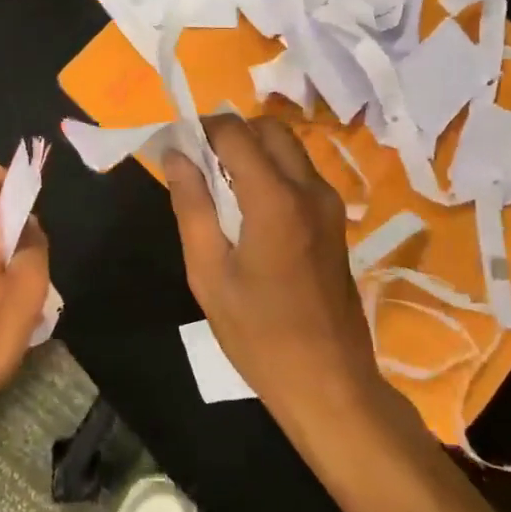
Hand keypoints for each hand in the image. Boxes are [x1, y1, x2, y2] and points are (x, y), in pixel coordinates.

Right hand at [163, 115, 389, 434]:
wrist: (329, 382)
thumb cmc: (258, 333)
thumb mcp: (208, 272)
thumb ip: (191, 205)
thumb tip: (175, 154)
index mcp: (275, 199)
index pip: (235, 132)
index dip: (201, 129)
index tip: (176, 146)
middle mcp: (309, 189)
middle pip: (268, 129)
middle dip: (231, 133)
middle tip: (198, 164)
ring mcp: (329, 204)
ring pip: (289, 148)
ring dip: (253, 150)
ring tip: (219, 187)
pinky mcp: (336, 221)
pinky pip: (301, 174)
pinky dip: (272, 170)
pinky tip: (249, 209)